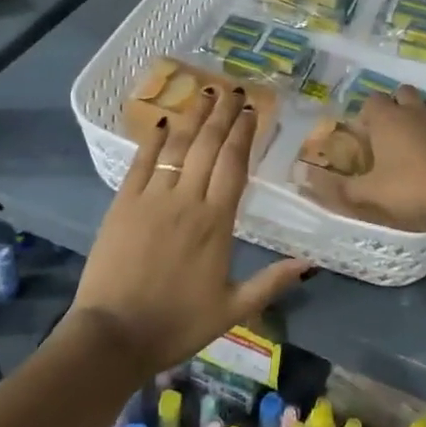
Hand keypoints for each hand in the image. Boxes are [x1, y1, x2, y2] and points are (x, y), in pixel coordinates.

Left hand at [72, 84, 309, 376]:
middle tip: (233, 89)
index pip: (234, 165)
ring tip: (204, 92)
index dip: (244, 135)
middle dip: (222, 115)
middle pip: (208, 147)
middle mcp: (187, 201)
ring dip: (192, 117)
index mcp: (217, 223)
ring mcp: (152, 198)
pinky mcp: (122, 204)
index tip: (251, 111)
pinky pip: (141, 163)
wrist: (114, 336)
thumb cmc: (177, 324)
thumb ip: (272, 283)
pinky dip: (152, 140)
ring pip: (177, 147)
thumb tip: (311, 263)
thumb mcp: (233, 310)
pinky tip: (161, 122)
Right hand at [304, 86, 425, 231]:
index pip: (372, 101)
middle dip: (395, 107)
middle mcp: (415, 111)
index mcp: (388, 119)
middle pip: (402, 94)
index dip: (367, 115)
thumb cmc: (414, 187)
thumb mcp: (372, 194)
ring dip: (420, 119)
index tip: (366, 135)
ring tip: (416, 146)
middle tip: (391, 134)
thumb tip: (308, 180)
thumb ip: (341, 188)